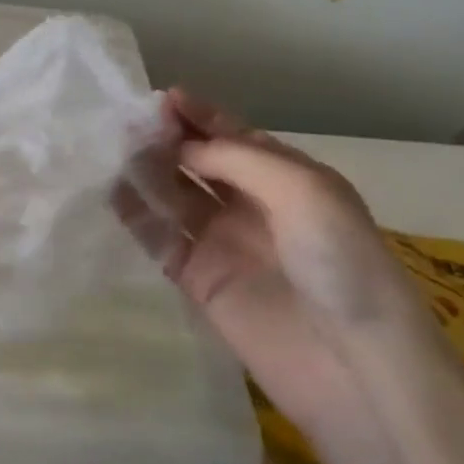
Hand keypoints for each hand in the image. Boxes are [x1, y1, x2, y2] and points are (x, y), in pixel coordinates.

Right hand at [113, 89, 442, 438]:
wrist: (353, 364)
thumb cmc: (338, 261)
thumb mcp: (301, 189)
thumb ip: (236, 159)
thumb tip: (180, 148)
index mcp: (285, 177)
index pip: (233, 135)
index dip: (199, 116)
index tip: (162, 99)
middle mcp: (251, 204)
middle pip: (199, 162)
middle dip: (168, 140)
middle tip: (127, 124)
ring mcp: (222, 242)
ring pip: (174, 195)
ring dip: (146, 172)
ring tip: (110, 151)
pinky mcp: (198, 279)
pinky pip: (160, 238)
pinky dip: (136, 215)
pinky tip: (110, 193)